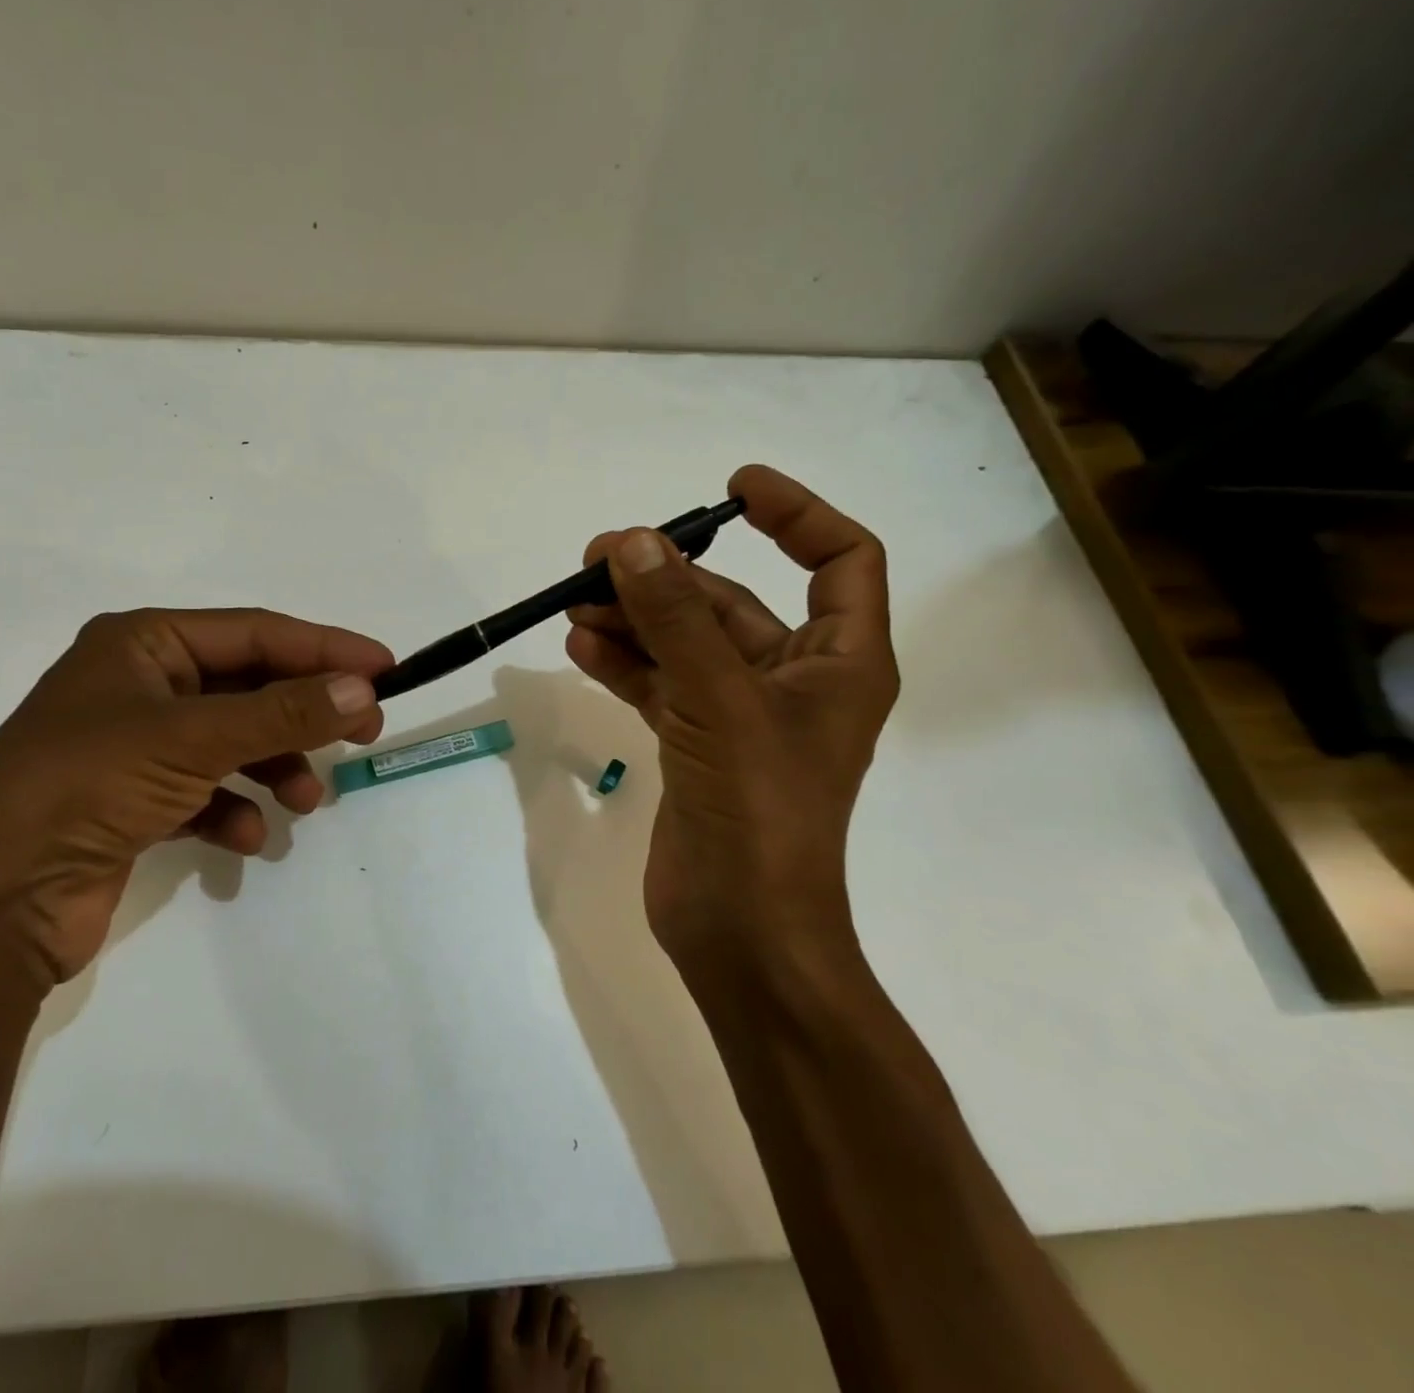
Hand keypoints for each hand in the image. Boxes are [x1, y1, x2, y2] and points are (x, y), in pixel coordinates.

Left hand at [0, 608, 390, 980]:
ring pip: (233, 743)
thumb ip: (282, 713)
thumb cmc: (87, 785)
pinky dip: (233, 811)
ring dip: (275, 768)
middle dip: (304, 713)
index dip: (324, 648)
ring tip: (306, 802)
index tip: (383, 668)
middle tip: (364, 732)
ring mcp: (135, 746)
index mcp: (143, 643)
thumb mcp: (194, 737)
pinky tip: (245, 840)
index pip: (256, 632)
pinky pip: (205, 792)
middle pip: (248, 687)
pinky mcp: (134, 803)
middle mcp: (140, 686)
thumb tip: (360, 689)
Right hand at [565, 465, 896, 970]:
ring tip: (577, 600)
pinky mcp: (696, 746)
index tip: (732, 490)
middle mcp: (794, 681)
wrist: (741, 928)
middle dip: (669, 577)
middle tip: (600, 558)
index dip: (796, 514)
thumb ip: (677, 621)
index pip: (841, 560)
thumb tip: (634, 543)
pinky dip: (624, 663)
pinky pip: (659, 685)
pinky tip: (582, 646)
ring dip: (635, 619)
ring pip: (685, 644)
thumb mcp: (719, 702)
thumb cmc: (758, 811)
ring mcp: (738, 716)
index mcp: (839, 662)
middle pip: (733, 602)